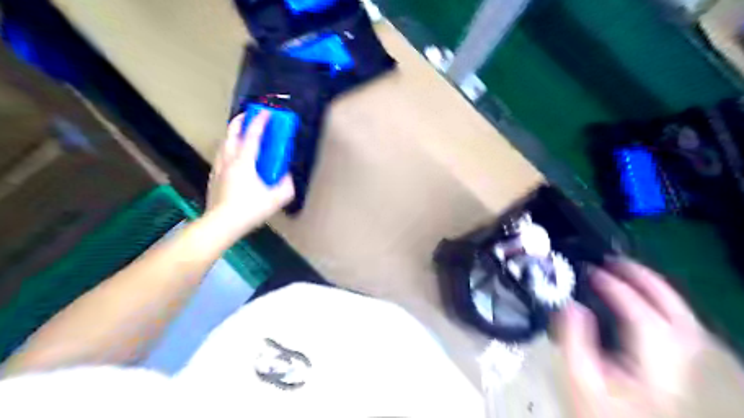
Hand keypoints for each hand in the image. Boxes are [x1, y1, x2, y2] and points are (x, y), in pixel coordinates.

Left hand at [207, 111, 294, 233]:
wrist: (222, 224)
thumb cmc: (250, 210)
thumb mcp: (276, 199)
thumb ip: (286, 185)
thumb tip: (287, 175)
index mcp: (244, 162)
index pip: (252, 136)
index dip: (260, 122)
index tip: (267, 112)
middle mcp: (229, 160)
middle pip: (231, 134)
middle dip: (240, 121)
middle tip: (249, 115)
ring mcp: (219, 168)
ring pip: (223, 144)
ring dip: (232, 134)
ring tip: (240, 133)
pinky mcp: (213, 178)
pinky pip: (220, 156)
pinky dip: (227, 148)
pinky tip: (232, 156)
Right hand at [557, 260, 707, 415]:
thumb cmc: (603, 411)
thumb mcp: (581, 378)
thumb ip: (574, 338)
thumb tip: (570, 304)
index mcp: (656, 360)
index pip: (641, 312)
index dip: (615, 286)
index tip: (590, 272)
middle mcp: (684, 357)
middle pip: (673, 307)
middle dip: (643, 277)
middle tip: (612, 260)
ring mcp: (691, 362)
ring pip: (682, 313)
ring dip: (654, 287)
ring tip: (625, 272)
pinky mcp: (687, 366)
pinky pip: (681, 323)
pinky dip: (662, 303)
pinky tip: (644, 299)